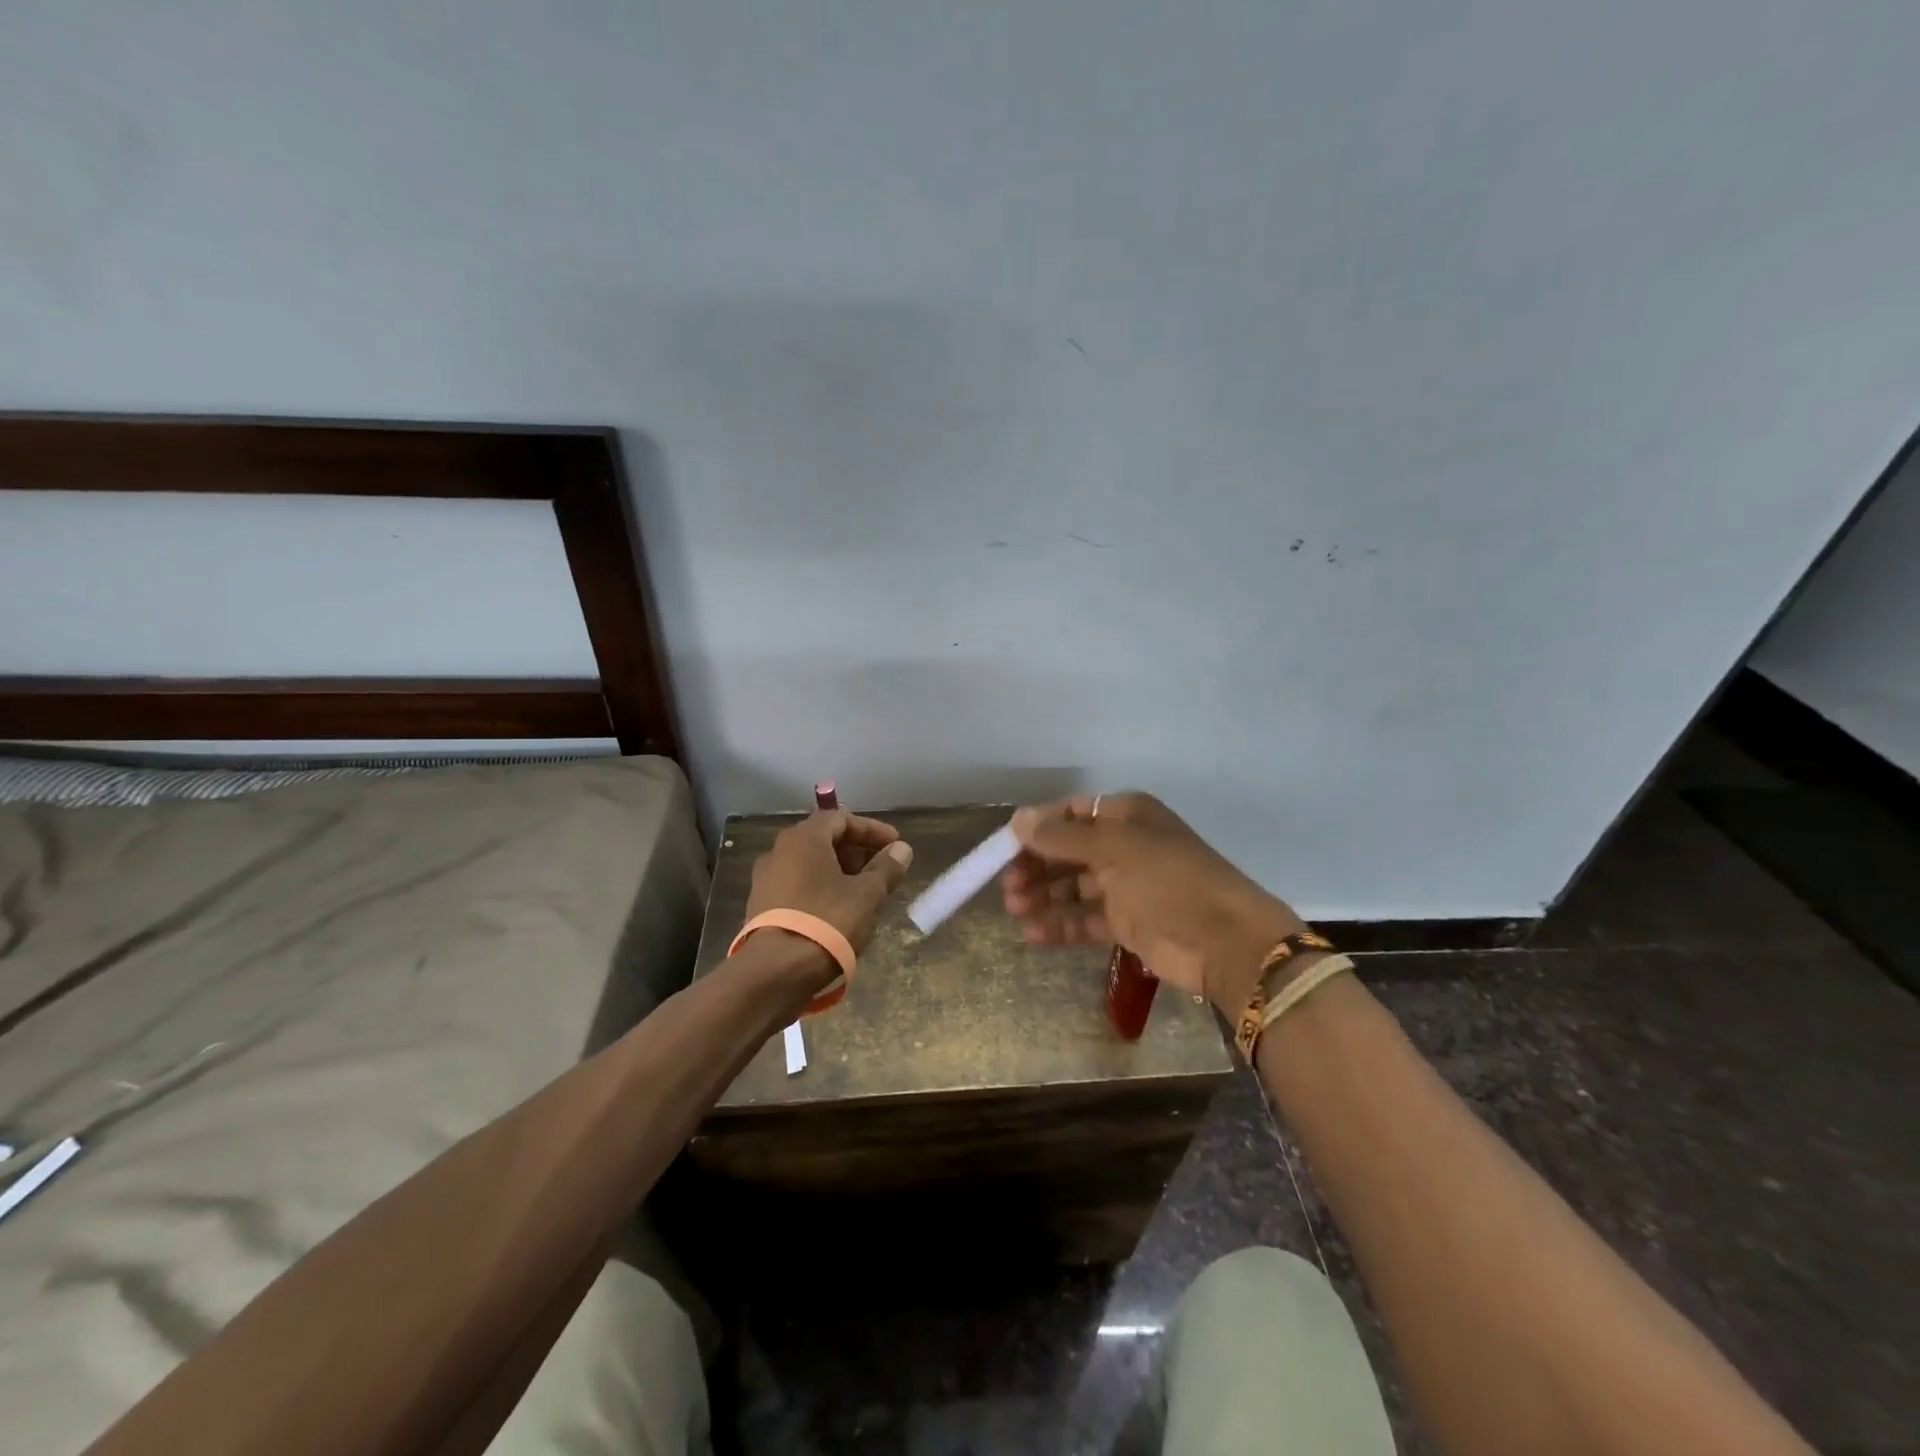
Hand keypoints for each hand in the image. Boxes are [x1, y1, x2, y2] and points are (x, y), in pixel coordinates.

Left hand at [745, 809, 914, 965]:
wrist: (775, 972)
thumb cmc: (827, 922)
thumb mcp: (867, 895)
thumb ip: (887, 868)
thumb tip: (902, 849)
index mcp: (803, 839)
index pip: (841, 819)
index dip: (872, 829)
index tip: (895, 845)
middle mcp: (779, 851)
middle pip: (823, 840)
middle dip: (856, 851)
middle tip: (882, 868)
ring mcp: (765, 880)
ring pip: (809, 864)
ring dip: (839, 871)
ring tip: (864, 892)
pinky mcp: (761, 907)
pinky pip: (797, 885)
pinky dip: (821, 888)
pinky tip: (838, 910)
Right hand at [1001, 792, 1307, 1014]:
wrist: (1224, 939)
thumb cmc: (1168, 880)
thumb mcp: (1113, 849)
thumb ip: (1062, 837)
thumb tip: (1017, 820)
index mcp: (1126, 816)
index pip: (1070, 813)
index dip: (1038, 828)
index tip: (1005, 847)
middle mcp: (1124, 846)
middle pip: (1068, 851)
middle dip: (1036, 866)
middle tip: (1007, 885)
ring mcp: (1126, 886)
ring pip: (1073, 886)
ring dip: (1043, 896)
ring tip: (1014, 909)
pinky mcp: (1127, 923)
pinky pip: (1084, 918)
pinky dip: (1059, 924)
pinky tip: (1032, 933)